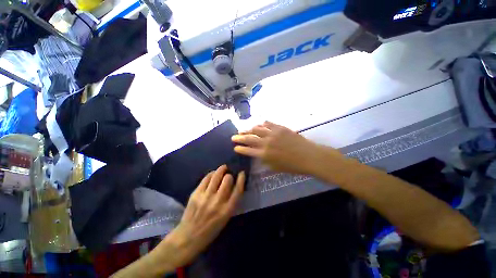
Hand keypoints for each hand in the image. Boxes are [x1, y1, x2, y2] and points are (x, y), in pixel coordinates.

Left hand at [163, 165, 244, 267]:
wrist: (189, 237)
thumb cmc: (211, 230)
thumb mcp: (226, 218)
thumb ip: (231, 202)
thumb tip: (234, 185)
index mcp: (227, 210)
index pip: (238, 190)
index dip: (241, 179)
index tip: (242, 173)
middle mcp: (218, 202)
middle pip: (227, 179)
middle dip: (229, 175)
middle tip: (229, 174)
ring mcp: (206, 197)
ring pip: (216, 176)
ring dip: (221, 170)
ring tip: (223, 168)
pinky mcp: (196, 194)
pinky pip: (206, 178)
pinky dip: (211, 174)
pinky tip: (213, 174)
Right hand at [232, 121, 343, 175]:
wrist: (309, 156)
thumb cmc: (293, 166)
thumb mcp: (275, 167)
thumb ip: (265, 160)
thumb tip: (258, 155)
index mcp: (264, 154)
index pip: (248, 150)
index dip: (240, 148)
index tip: (235, 147)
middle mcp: (266, 142)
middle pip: (249, 138)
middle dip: (239, 137)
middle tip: (233, 136)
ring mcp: (273, 133)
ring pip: (257, 129)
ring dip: (249, 129)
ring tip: (244, 130)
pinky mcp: (280, 127)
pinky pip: (268, 123)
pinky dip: (262, 124)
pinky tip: (259, 124)